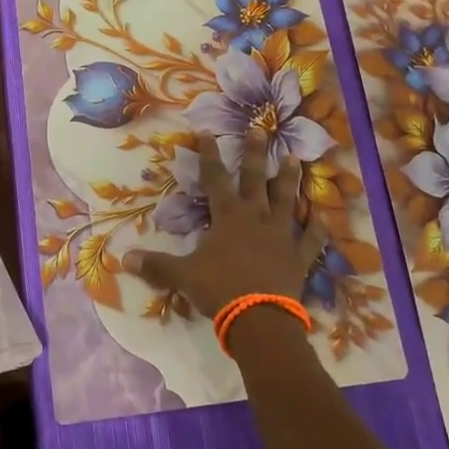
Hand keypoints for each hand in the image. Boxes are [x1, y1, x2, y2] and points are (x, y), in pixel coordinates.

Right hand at [124, 132, 323, 319]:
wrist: (259, 318)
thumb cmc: (219, 289)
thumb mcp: (182, 275)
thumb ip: (156, 265)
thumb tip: (125, 259)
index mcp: (228, 216)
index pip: (214, 178)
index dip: (209, 154)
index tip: (207, 131)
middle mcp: (256, 217)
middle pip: (255, 178)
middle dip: (255, 153)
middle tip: (259, 129)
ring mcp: (281, 235)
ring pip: (287, 200)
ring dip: (289, 179)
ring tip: (294, 158)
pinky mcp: (299, 256)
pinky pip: (311, 239)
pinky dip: (317, 228)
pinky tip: (323, 218)